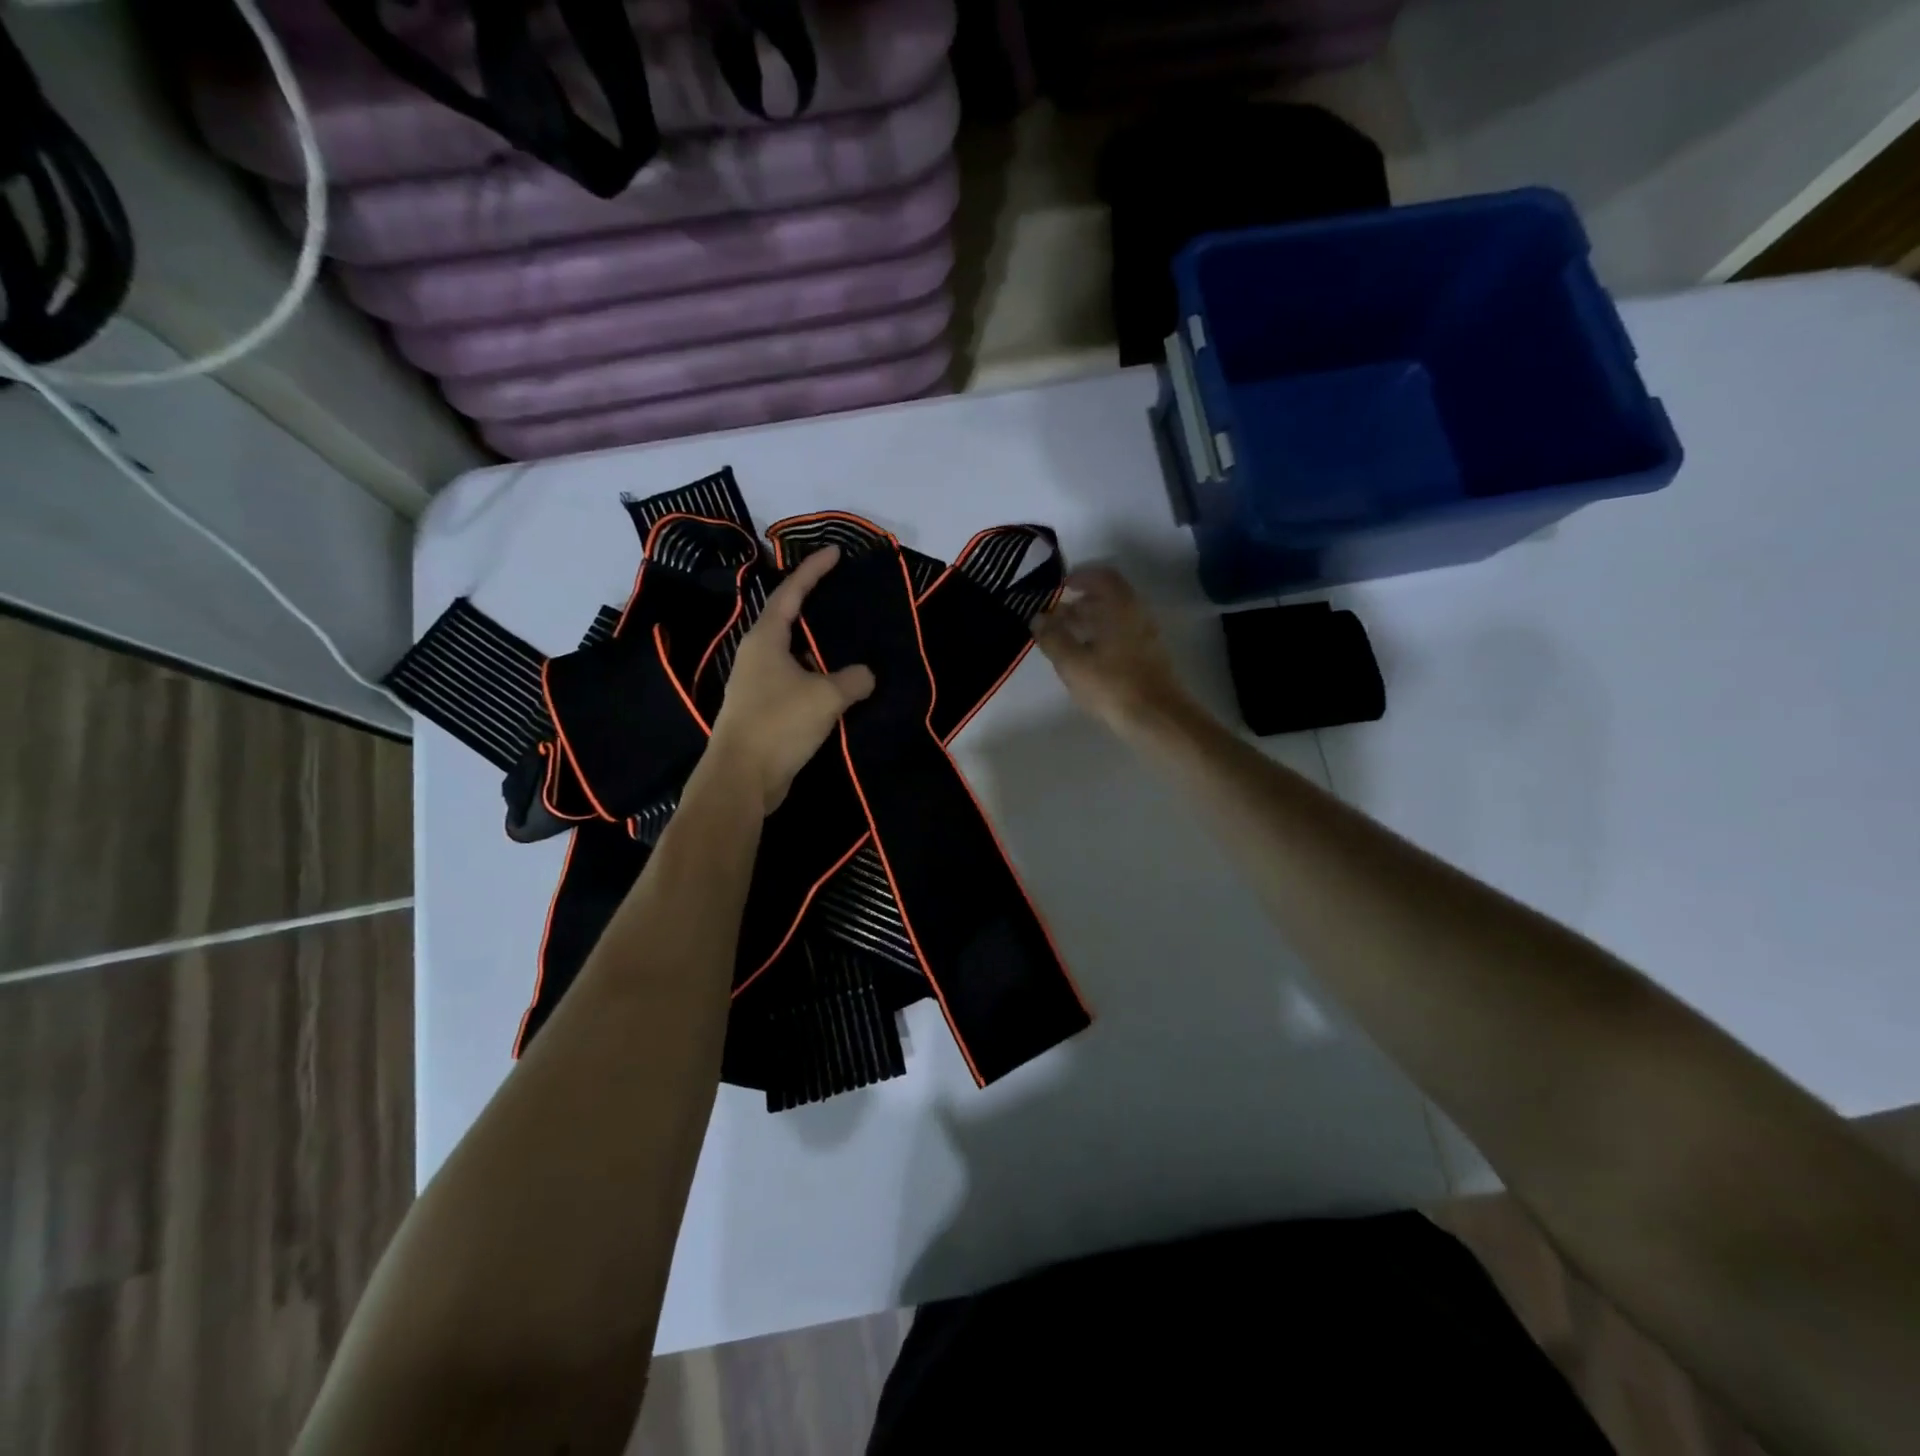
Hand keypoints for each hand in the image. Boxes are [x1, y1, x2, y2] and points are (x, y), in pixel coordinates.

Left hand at [707, 545, 874, 814]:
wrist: (742, 778)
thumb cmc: (779, 724)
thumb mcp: (826, 696)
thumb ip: (853, 679)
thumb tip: (865, 675)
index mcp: (766, 639)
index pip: (791, 593)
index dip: (813, 570)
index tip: (835, 552)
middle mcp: (757, 655)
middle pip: (789, 621)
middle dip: (816, 608)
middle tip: (845, 598)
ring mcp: (757, 684)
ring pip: (794, 655)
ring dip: (820, 650)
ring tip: (851, 644)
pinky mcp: (763, 710)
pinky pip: (796, 682)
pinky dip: (817, 679)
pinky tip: (840, 687)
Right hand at [1030, 566, 1192, 736]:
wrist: (1156, 718)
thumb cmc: (1112, 684)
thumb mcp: (1073, 662)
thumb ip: (1052, 637)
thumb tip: (1038, 617)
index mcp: (1120, 606)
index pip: (1102, 576)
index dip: (1080, 577)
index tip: (1059, 586)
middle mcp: (1137, 614)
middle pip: (1108, 597)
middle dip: (1079, 603)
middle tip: (1054, 616)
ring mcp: (1145, 636)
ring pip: (1114, 618)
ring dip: (1089, 622)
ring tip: (1064, 638)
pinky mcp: (1148, 657)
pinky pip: (1120, 635)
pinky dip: (1101, 637)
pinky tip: (1085, 657)